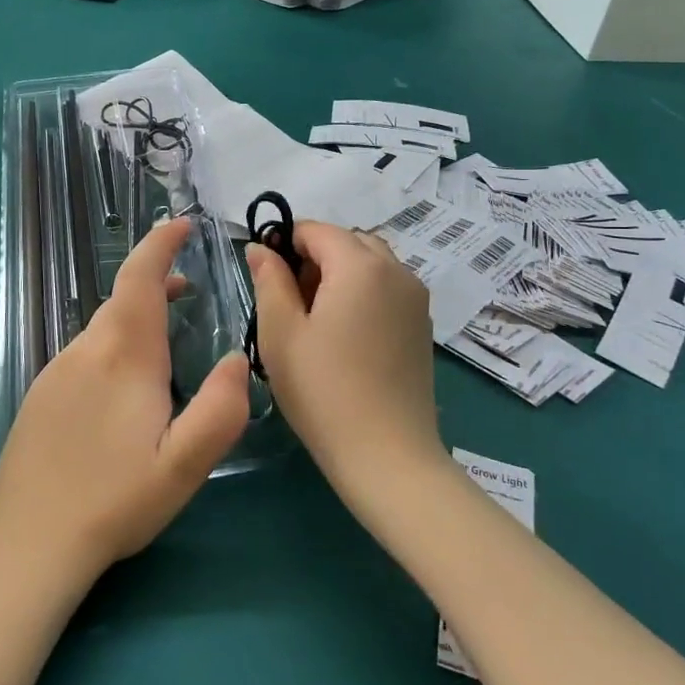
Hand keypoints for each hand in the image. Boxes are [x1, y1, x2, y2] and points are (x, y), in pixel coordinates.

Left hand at [0, 219, 249, 580]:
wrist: (27, 542)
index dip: (160, 244)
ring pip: (102, 329)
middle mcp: (84, 350)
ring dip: (134, 320)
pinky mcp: (39, 395)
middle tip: (189, 294)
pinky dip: (111, 347)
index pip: (139, 277)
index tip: (181, 224)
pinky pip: (83, 354)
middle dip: (156, 284)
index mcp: (123, 355)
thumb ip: (221, 409)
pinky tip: (121, 392)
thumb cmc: (114, 502)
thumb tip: (240, 359)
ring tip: (163, 345)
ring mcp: (55, 371)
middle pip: (122, 300)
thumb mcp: (184, 466)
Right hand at [246, 222, 442, 490]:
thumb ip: (269, 280)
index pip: (316, 229)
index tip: (265, 278)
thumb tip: (261, 248)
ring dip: (339, 275)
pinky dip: (362, 294)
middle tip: (289, 302)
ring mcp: (416, 298)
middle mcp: (397, 271)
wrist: (387, 455)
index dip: (284, 243)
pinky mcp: (422, 325)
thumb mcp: (280, 333)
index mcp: (361, 265)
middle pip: (347, 242)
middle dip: (314, 258)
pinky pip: (387, 288)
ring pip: (370, 264)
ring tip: (316, 320)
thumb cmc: (323, 391)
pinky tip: (345, 337)